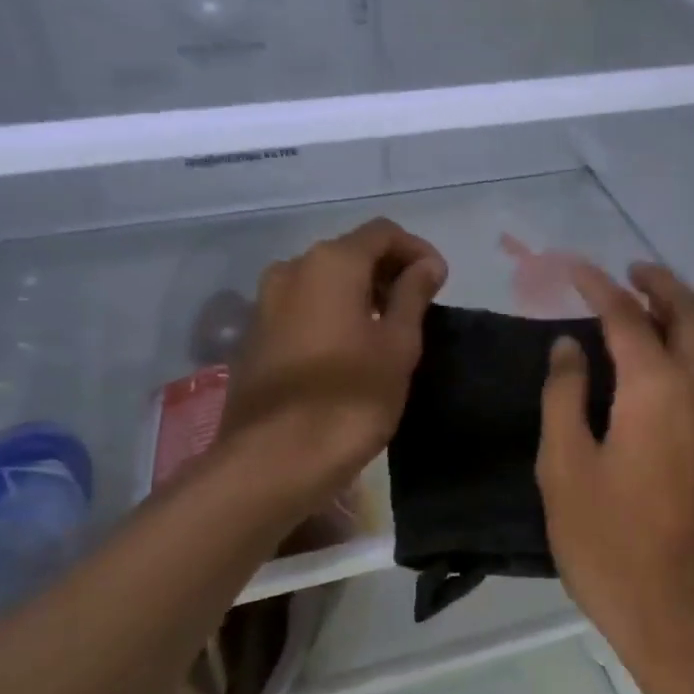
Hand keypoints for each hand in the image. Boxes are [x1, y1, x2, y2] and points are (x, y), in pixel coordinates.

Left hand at [220, 218, 446, 502]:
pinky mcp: (254, 335)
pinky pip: (302, 307)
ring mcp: (265, 302)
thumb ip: (413, 296)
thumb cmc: (349, 399)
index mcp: (331, 263)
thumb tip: (427, 264)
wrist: (274, 460)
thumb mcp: (398, 346)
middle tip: (418, 308)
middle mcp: (291, 269)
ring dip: (359, 294)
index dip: (417, 250)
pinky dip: (331, 314)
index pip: (383, 233)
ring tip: (386, 330)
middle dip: (387, 272)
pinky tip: (349, 350)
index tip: (439, 284)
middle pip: (349, 252)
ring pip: (323, 281)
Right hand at [538, 262, 693, 676]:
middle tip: (631, 271)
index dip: (599, 287)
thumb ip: (565, 398)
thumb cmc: (614, 550)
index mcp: (657, 390)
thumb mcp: (566, 472)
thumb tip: (570, 347)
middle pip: (692, 316)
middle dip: (662, 285)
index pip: (627, 316)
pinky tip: (679, 368)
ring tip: (657, 307)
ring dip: (689, 315)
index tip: (575, 268)